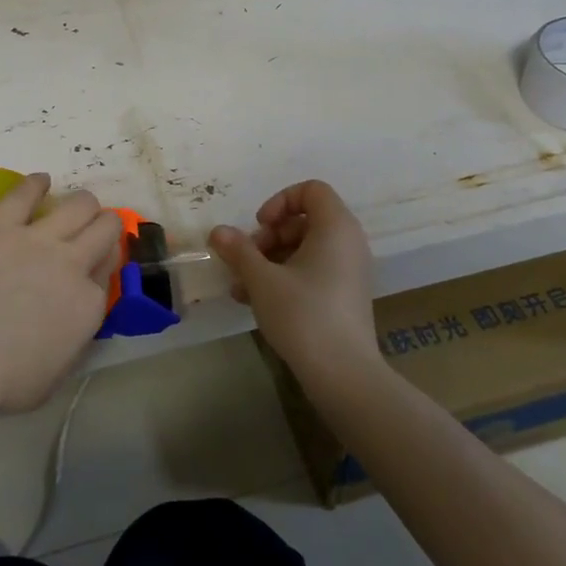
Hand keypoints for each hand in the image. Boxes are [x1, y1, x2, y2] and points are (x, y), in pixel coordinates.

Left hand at [0, 172, 121, 414]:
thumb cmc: (3, 381)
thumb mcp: (56, 374)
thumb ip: (72, 340)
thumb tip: (72, 322)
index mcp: (89, 304)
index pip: (109, 270)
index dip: (102, 266)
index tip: (92, 269)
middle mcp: (73, 263)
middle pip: (105, 228)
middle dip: (104, 227)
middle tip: (92, 233)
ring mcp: (38, 239)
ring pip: (79, 204)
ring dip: (82, 205)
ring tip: (75, 208)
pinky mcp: (1, 225)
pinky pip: (25, 193)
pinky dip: (36, 184)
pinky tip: (40, 182)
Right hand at [210, 180, 379, 382]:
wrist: (343, 374)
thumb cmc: (303, 315)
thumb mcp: (262, 279)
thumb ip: (238, 251)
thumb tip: (217, 231)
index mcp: (336, 227)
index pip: (311, 190)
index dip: (280, 201)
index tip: (259, 227)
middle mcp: (348, 242)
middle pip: (304, 220)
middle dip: (269, 236)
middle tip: (247, 260)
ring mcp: (349, 271)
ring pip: (304, 249)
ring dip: (269, 260)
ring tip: (242, 286)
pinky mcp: (344, 296)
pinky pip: (313, 271)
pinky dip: (285, 277)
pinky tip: (255, 301)